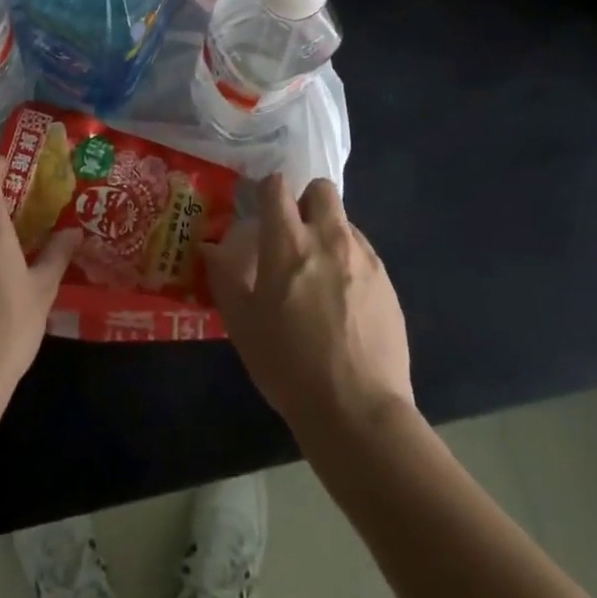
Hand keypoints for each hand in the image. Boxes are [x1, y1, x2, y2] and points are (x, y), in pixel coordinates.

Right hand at [205, 175, 412, 438]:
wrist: (357, 410)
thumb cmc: (288, 365)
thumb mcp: (242, 324)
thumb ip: (224, 277)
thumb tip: (209, 247)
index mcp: (287, 242)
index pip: (278, 186)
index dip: (267, 191)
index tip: (261, 210)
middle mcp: (328, 238)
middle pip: (321, 190)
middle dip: (306, 201)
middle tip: (295, 235)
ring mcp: (363, 259)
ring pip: (345, 222)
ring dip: (329, 234)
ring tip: (320, 274)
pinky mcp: (387, 283)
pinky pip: (364, 254)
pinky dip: (350, 263)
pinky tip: (344, 302)